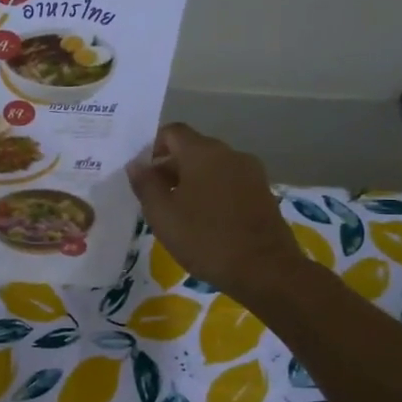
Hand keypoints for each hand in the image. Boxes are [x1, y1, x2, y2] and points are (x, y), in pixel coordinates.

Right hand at [126, 124, 301, 299]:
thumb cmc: (206, 239)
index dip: (152, 148)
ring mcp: (251, 173)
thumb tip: (136, 165)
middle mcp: (229, 154)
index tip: (141, 175)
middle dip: (170, 168)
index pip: (172, 132)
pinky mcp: (263, 193)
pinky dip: (212, 193)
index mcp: (203, 152)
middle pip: (193, 149)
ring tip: (178, 213)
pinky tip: (204, 222)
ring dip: (191, 182)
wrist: (266, 270)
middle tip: (154, 198)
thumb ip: (146, 185)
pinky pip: (229, 183)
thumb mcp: (163, 215)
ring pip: (212, 167)